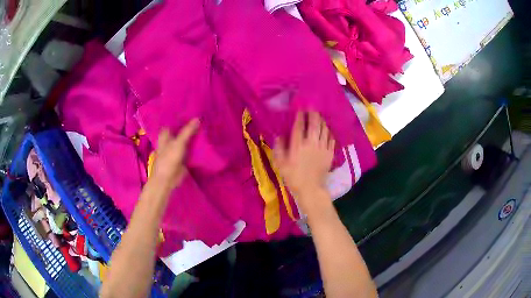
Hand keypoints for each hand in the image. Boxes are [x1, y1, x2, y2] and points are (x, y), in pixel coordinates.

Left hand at [150, 119, 199, 190]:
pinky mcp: (184, 156)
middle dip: (189, 124)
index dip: (181, 116)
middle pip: (181, 129)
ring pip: (186, 138)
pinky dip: (196, 144)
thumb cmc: (168, 160)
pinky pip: (191, 148)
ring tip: (206, 124)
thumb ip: (188, 131)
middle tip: (202, 115)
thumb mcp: (178, 144)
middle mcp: (171, 140)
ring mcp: (177, 148)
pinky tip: (205, 139)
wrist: (167, 180)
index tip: (192, 108)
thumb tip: (197, 118)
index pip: (173, 121)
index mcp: (165, 135)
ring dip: (194, 134)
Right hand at [273, 111, 334, 213]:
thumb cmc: (293, 177)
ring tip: (319, 116)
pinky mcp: (330, 153)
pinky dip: (329, 132)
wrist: (311, 189)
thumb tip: (279, 136)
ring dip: (322, 121)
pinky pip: (331, 138)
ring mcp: (322, 147)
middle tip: (312, 107)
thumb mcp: (280, 164)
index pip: (300, 125)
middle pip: (315, 123)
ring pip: (324, 129)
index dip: (300, 115)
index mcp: (298, 145)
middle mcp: (311, 142)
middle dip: (313, 113)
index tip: (300, 108)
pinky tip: (327, 129)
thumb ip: (279, 148)